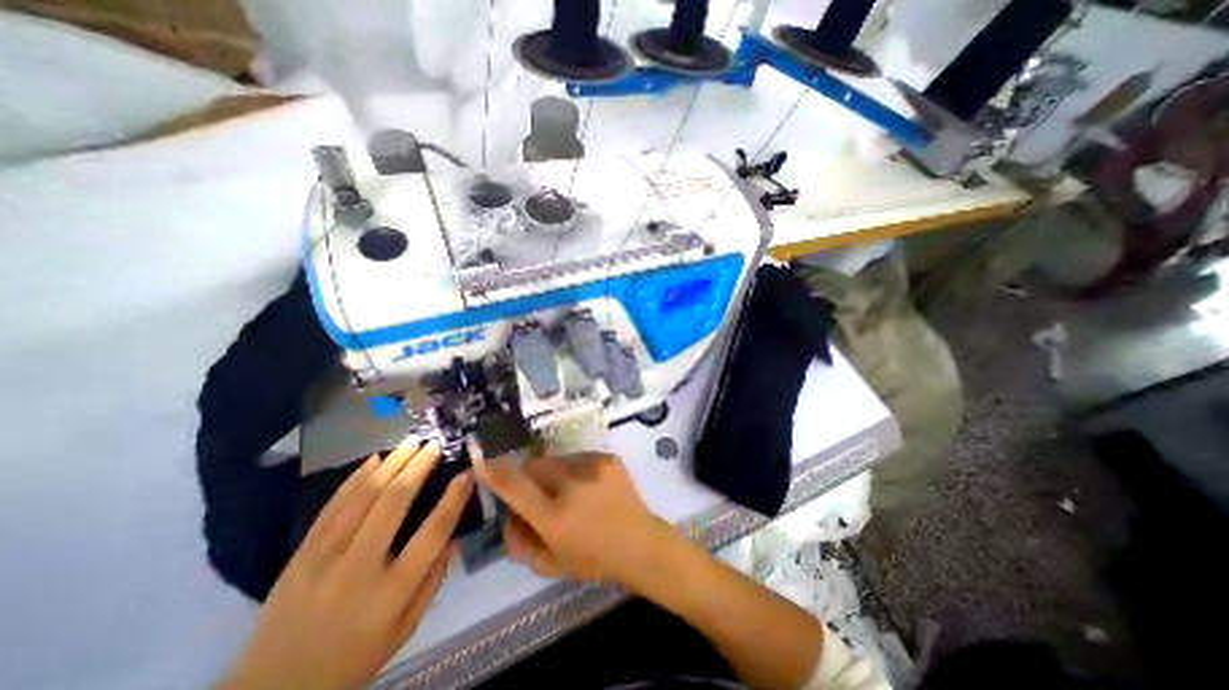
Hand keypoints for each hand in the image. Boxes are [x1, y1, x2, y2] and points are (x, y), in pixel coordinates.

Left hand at [218, 438, 470, 688]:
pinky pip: (332, 507)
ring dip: (391, 464)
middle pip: (394, 504)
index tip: (467, 474)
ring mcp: (323, 558)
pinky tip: (374, 460)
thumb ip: (433, 582)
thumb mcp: (405, 629)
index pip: (432, 533)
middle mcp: (359, 568)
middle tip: (434, 445)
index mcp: (391, 591)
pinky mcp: (300, 554)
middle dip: (418, 468)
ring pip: (363, 497)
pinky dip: (355, 479)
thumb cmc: (352, 658)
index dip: (453, 499)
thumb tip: (453, 536)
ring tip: (411, 442)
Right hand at [471, 453, 681, 586]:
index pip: (515, 487)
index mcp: (555, 517)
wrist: (640, 543)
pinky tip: (588, 487)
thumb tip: (508, 513)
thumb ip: (519, 540)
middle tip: (540, 494)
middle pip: (534, 466)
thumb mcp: (549, 563)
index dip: (494, 472)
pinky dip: (574, 470)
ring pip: (555, 460)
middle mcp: (572, 485)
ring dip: (552, 474)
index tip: (481, 460)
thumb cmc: (594, 560)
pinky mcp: (606, 458)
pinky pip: (577, 458)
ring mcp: (592, 467)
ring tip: (570, 493)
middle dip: (528, 477)